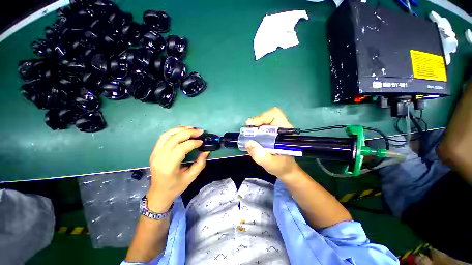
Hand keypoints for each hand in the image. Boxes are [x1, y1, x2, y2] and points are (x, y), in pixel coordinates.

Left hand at [147, 127, 208, 211]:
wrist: (158, 193)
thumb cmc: (176, 187)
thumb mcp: (191, 177)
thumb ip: (200, 163)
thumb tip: (206, 151)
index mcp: (168, 167)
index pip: (181, 149)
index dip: (193, 143)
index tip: (202, 142)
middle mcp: (159, 158)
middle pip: (174, 139)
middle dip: (188, 133)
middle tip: (200, 131)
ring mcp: (155, 154)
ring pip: (167, 135)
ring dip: (180, 129)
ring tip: (192, 128)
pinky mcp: (154, 152)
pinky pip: (163, 137)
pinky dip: (173, 131)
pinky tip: (182, 131)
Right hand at [245, 107, 300, 179]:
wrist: (285, 170)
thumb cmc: (281, 167)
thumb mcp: (271, 164)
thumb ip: (261, 156)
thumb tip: (248, 143)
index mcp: (285, 132)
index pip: (275, 115)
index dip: (263, 117)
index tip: (253, 125)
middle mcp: (280, 128)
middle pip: (267, 116)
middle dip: (256, 122)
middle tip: (247, 132)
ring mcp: (275, 130)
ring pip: (263, 121)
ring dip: (254, 127)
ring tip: (248, 136)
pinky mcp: (270, 134)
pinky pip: (261, 127)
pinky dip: (254, 131)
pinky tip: (251, 138)